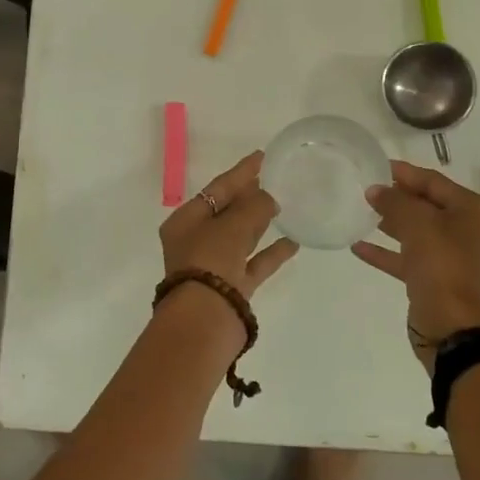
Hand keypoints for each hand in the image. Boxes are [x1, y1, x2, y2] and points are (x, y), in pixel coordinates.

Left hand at [159, 151, 299, 302]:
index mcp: (185, 221)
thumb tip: (269, 197)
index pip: (217, 188)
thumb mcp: (232, 226)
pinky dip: (271, 252)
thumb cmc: (210, 262)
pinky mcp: (232, 288)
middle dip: (250, 196)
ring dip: (261, 222)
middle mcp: (196, 241)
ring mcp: (215, 266)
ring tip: (285, 204)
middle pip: (227, 211)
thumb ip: (254, 207)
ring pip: (241, 236)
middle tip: (276, 178)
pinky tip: (293, 241)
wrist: (204, 322)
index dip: (241, 172)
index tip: (262, 156)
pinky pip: (254, 263)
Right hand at [353, 161, 479, 370]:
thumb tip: (376, 190)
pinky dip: (391, 253)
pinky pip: (415, 259)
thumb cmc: (441, 264)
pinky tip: (360, 248)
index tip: (378, 166)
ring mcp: (461, 261)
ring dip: (393, 225)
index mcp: (478, 212)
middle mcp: (475, 233)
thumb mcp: (415, 223)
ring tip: (363, 214)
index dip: (405, 173)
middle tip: (368, 191)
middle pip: (431, 207)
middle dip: (399, 200)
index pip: (436, 183)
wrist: (451, 328)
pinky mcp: (444, 283)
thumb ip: (394, 201)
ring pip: (422, 234)